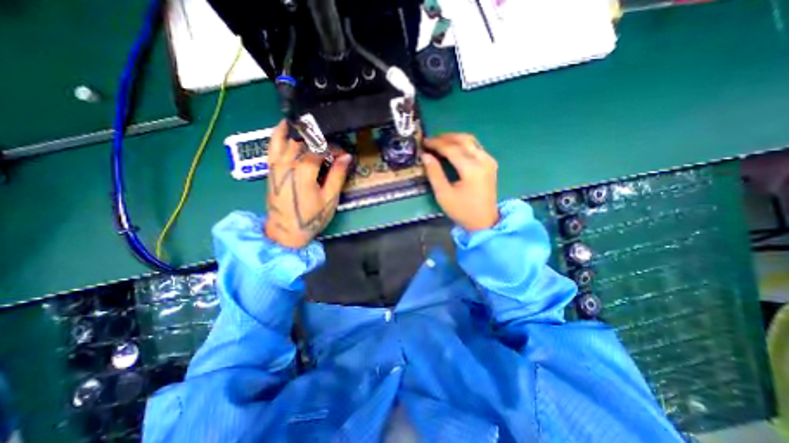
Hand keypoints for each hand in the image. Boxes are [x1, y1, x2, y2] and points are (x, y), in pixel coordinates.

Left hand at [265, 120, 350, 248]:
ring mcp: (277, 165)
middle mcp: (288, 163)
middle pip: (307, 143)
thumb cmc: (311, 217)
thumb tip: (346, 157)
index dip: (334, 150)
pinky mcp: (271, 169)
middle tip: (333, 150)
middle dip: (322, 143)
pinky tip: (285, 124)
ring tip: (315, 132)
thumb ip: (337, 175)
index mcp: (304, 170)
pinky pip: (272, 146)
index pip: (321, 150)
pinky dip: (278, 133)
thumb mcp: (330, 198)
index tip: (343, 155)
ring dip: (304, 135)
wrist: (286, 231)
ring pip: (290, 141)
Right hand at [422, 133, 493, 232]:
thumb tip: (425, 156)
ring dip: (454, 139)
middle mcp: (483, 160)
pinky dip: (463, 144)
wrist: (484, 222)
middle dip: (445, 138)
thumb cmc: (462, 210)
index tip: (424, 142)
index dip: (436, 144)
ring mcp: (489, 161)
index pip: (451, 149)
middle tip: (430, 140)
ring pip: (471, 141)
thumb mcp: (444, 194)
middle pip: (463, 140)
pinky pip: (476, 147)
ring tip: (439, 142)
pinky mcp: (490, 164)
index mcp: (471, 169)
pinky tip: (453, 149)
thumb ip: (434, 173)